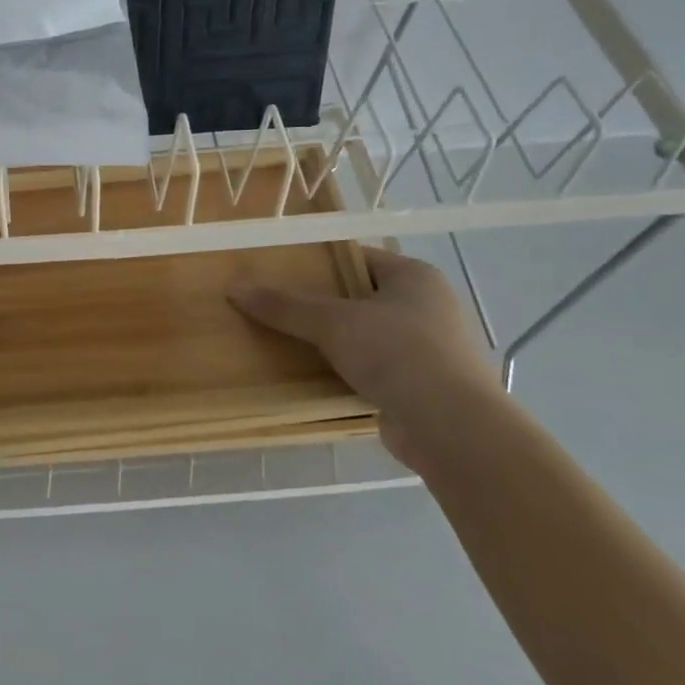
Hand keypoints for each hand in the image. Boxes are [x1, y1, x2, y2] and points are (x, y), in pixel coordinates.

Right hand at [229, 246, 499, 472]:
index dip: (318, 263)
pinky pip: (372, 368)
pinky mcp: (421, 386)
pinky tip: (313, 376)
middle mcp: (426, 306)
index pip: (357, 258)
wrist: (451, 427)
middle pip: (359, 297)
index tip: (279, 272)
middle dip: (320, 305)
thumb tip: (233, 288)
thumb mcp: (332, 322)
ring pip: (365, 335)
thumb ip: (284, 306)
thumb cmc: (397, 353)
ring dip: (332, 341)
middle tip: (275, 307)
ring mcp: (428, 348)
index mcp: (414, 277)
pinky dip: (346, 371)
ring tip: (286, 341)